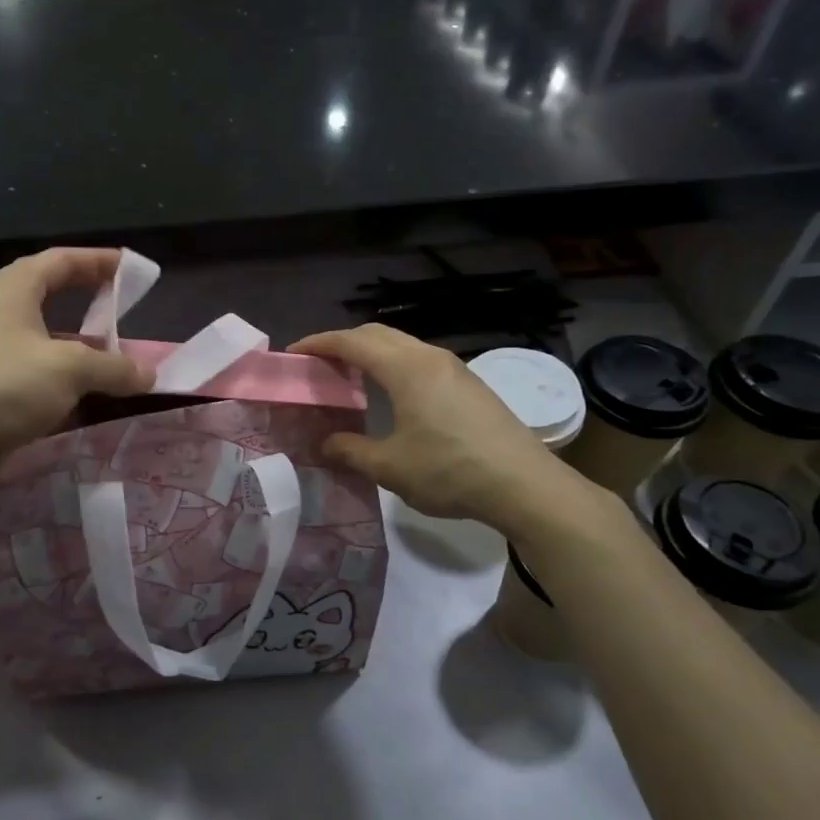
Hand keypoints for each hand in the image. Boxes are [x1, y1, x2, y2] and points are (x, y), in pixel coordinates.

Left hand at [0, 248, 153, 472]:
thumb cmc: (8, 387)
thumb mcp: (70, 370)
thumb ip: (114, 367)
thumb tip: (150, 375)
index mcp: (14, 287)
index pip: (63, 259)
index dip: (100, 260)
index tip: (134, 268)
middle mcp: (1, 307)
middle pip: (53, 289)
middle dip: (91, 295)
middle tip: (126, 302)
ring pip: (48, 329)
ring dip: (83, 338)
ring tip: (116, 349)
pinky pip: (40, 359)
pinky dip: (68, 366)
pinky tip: (90, 385)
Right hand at [290, 324, 605, 537]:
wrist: (526, 485)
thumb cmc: (450, 472)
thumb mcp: (390, 467)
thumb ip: (350, 450)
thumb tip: (324, 443)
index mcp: (406, 368)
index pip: (352, 342)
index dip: (318, 344)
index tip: (293, 353)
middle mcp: (429, 357)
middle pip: (377, 334)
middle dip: (343, 343)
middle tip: (319, 365)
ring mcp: (455, 368)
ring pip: (402, 345)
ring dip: (371, 353)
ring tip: (349, 378)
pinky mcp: (470, 384)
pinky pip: (420, 360)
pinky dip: (393, 365)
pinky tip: (390, 394)